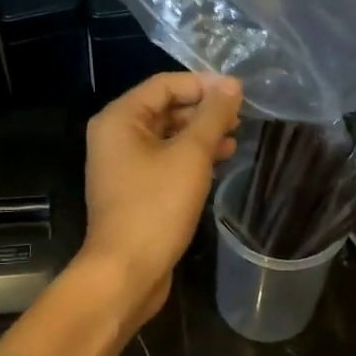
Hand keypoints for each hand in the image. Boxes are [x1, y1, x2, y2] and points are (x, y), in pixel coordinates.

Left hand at [79, 72, 243, 328]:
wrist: (126, 271)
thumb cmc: (156, 206)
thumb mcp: (191, 155)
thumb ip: (213, 116)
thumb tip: (232, 84)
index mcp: (120, 119)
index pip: (164, 84)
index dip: (202, 84)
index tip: (238, 93)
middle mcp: (115, 136)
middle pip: (165, 108)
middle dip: (203, 110)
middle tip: (240, 117)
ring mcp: (123, 165)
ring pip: (167, 136)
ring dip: (201, 134)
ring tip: (236, 138)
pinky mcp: (134, 189)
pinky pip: (164, 160)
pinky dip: (190, 157)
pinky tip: (219, 162)